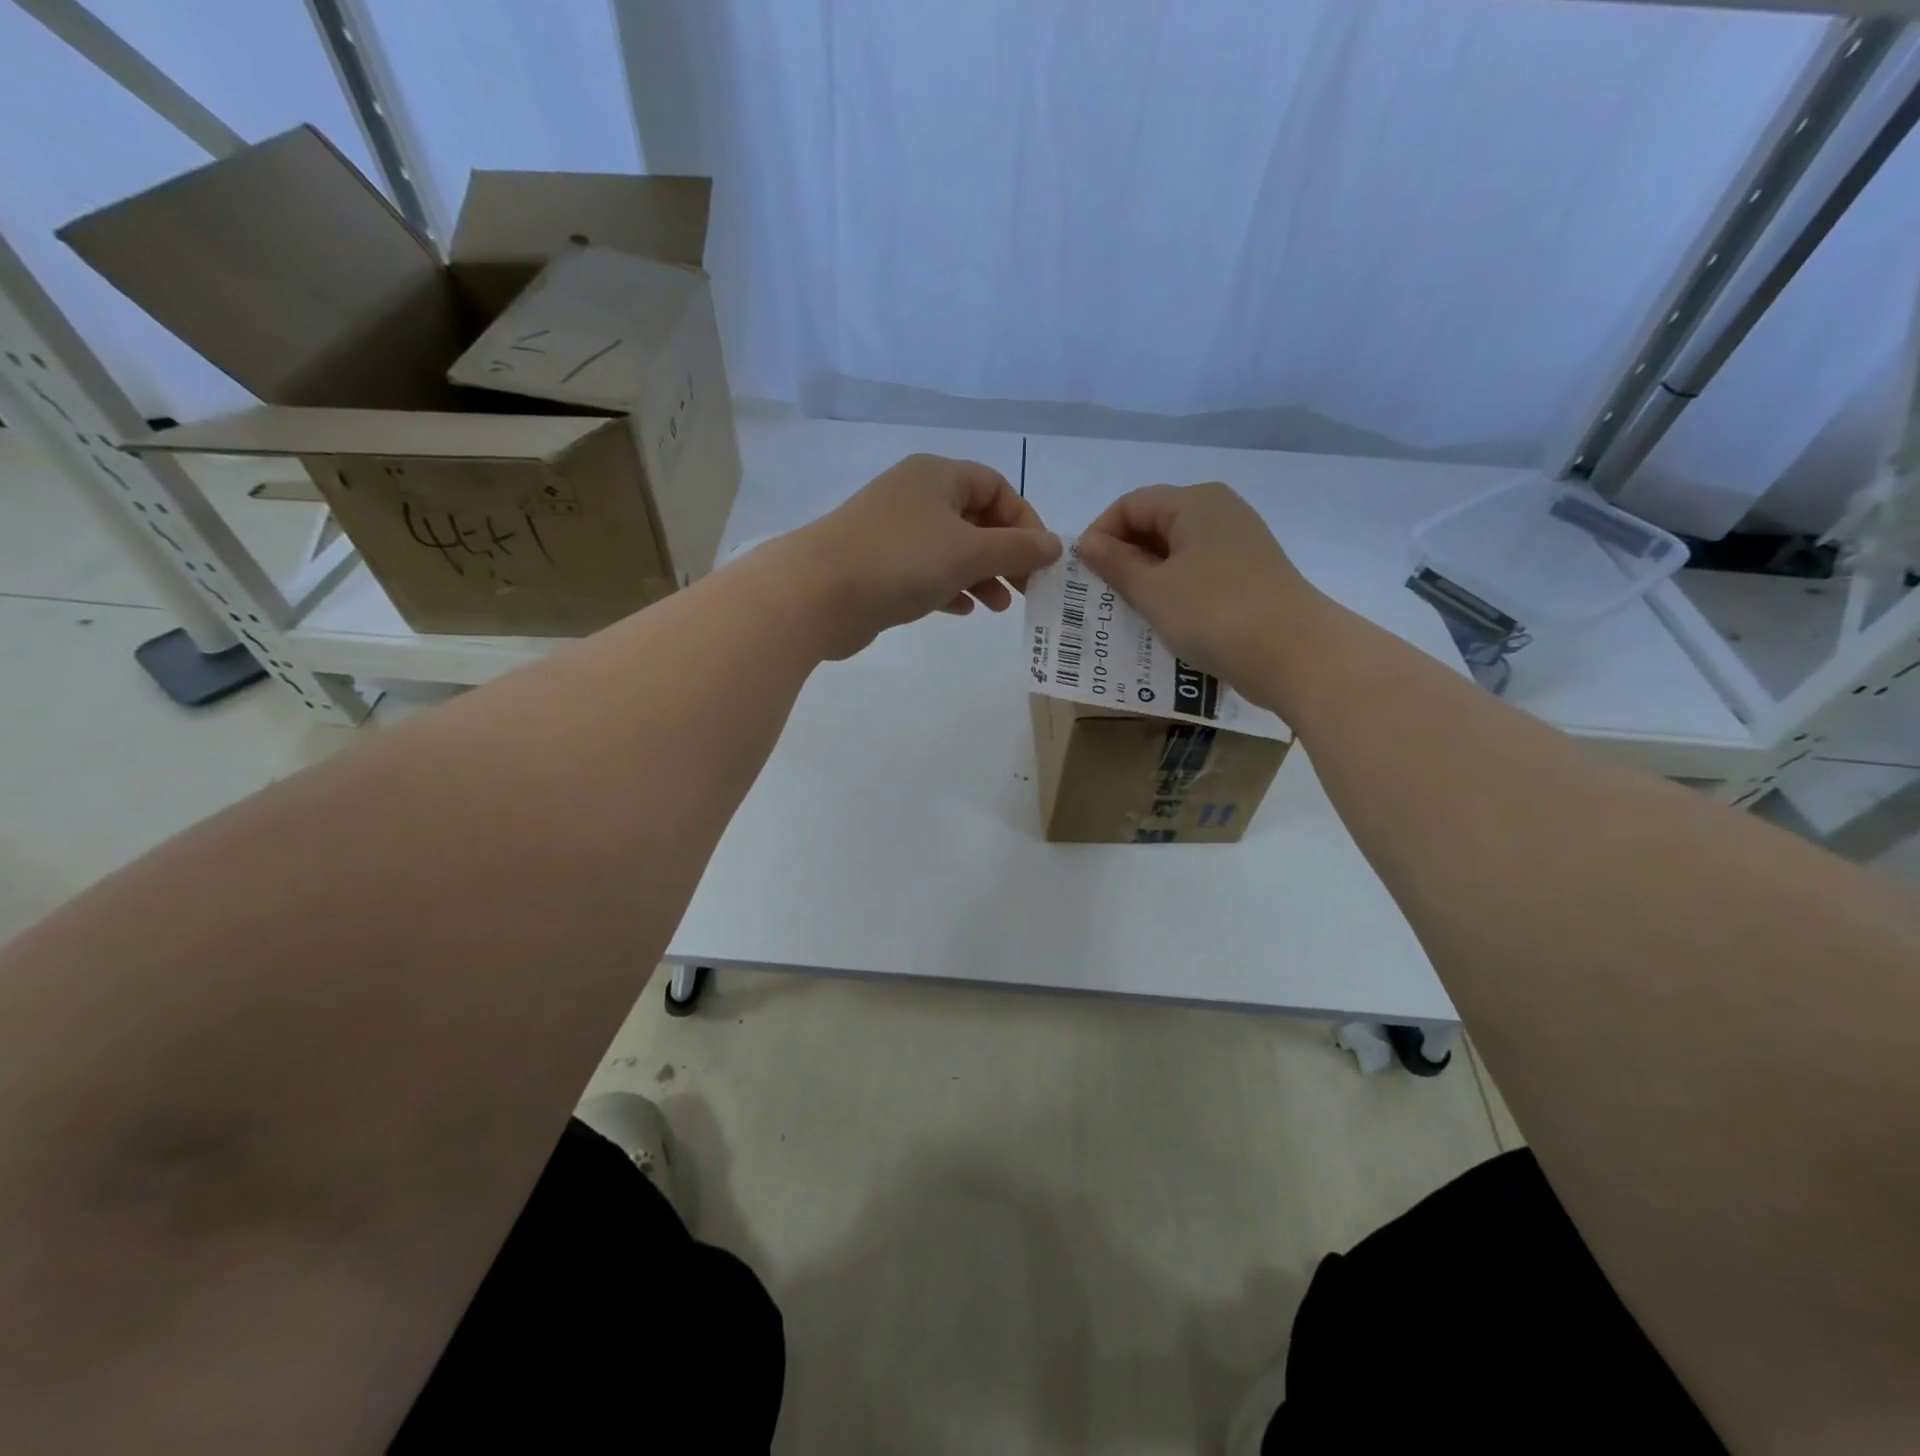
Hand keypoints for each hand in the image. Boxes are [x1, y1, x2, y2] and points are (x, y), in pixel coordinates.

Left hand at [778, 454, 1061, 659]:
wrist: (817, 594)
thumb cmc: (901, 561)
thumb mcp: (969, 552)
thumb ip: (1017, 549)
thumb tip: (1055, 545)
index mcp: (936, 476)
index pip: (996, 487)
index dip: (1024, 521)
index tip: (1040, 560)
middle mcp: (914, 496)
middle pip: (974, 519)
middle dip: (1004, 554)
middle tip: (1026, 589)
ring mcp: (892, 532)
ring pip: (950, 549)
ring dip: (980, 575)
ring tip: (998, 606)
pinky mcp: (877, 566)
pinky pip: (925, 571)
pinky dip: (948, 587)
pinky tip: (962, 610)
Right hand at [1076, 482, 1323, 695]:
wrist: (1293, 653)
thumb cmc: (1213, 612)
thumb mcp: (1153, 590)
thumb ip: (1115, 563)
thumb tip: (1087, 543)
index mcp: (1195, 502)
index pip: (1131, 504)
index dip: (1101, 533)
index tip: (1084, 573)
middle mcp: (1219, 512)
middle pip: (1155, 524)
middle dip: (1123, 557)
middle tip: (1100, 596)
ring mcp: (1239, 544)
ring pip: (1177, 552)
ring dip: (1147, 578)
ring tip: (1126, 612)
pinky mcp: (1249, 576)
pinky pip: (1198, 574)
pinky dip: (1174, 591)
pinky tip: (1163, 621)